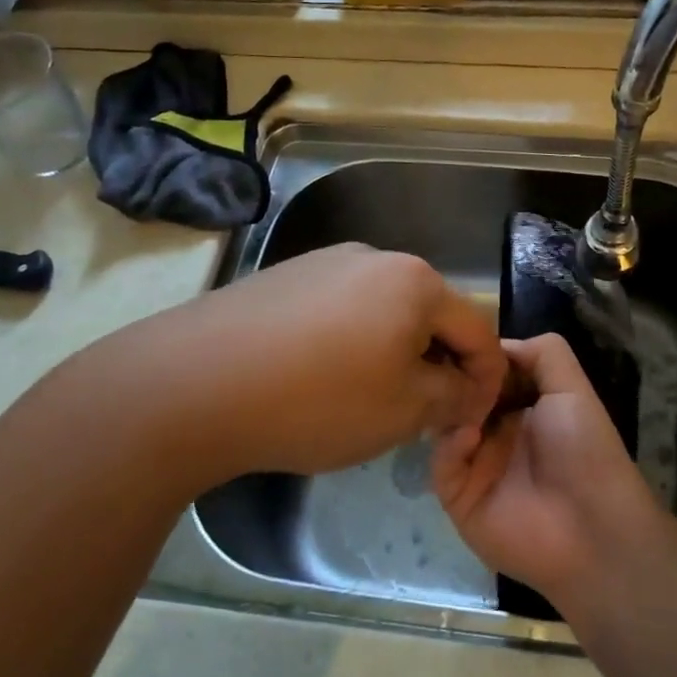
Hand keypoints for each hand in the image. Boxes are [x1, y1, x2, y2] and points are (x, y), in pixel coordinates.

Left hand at [87, 243, 504, 490]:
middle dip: (436, 365)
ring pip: (382, 313)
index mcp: (415, 281)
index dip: (487, 377)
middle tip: (424, 416)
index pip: (477, 329)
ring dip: (392, 354)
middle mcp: (374, 258)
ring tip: (369, 402)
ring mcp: (322, 263)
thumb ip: (453, 397)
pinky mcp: (282, 279)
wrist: (189, 384)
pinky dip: (348, 345)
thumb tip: (468, 389)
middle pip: (428, 315)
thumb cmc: (318, 399)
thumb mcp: (404, 411)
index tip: (476, 418)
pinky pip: (337, 312)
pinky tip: (319, 380)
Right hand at [431, 334, 658, 608]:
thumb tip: (497, 343)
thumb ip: (543, 353)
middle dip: (456, 380)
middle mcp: (497, 432)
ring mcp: (476, 465)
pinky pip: (442, 465)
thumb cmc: (585, 450)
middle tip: (447, 365)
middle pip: (461, 396)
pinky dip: (451, 446)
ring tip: (457, 398)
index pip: (487, 373)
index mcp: (523, 406)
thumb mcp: (572, 388)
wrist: (592, 528)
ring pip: (444, 427)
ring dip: (450, 410)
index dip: (477, 357)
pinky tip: (468, 438)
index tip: (461, 338)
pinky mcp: (460, 498)